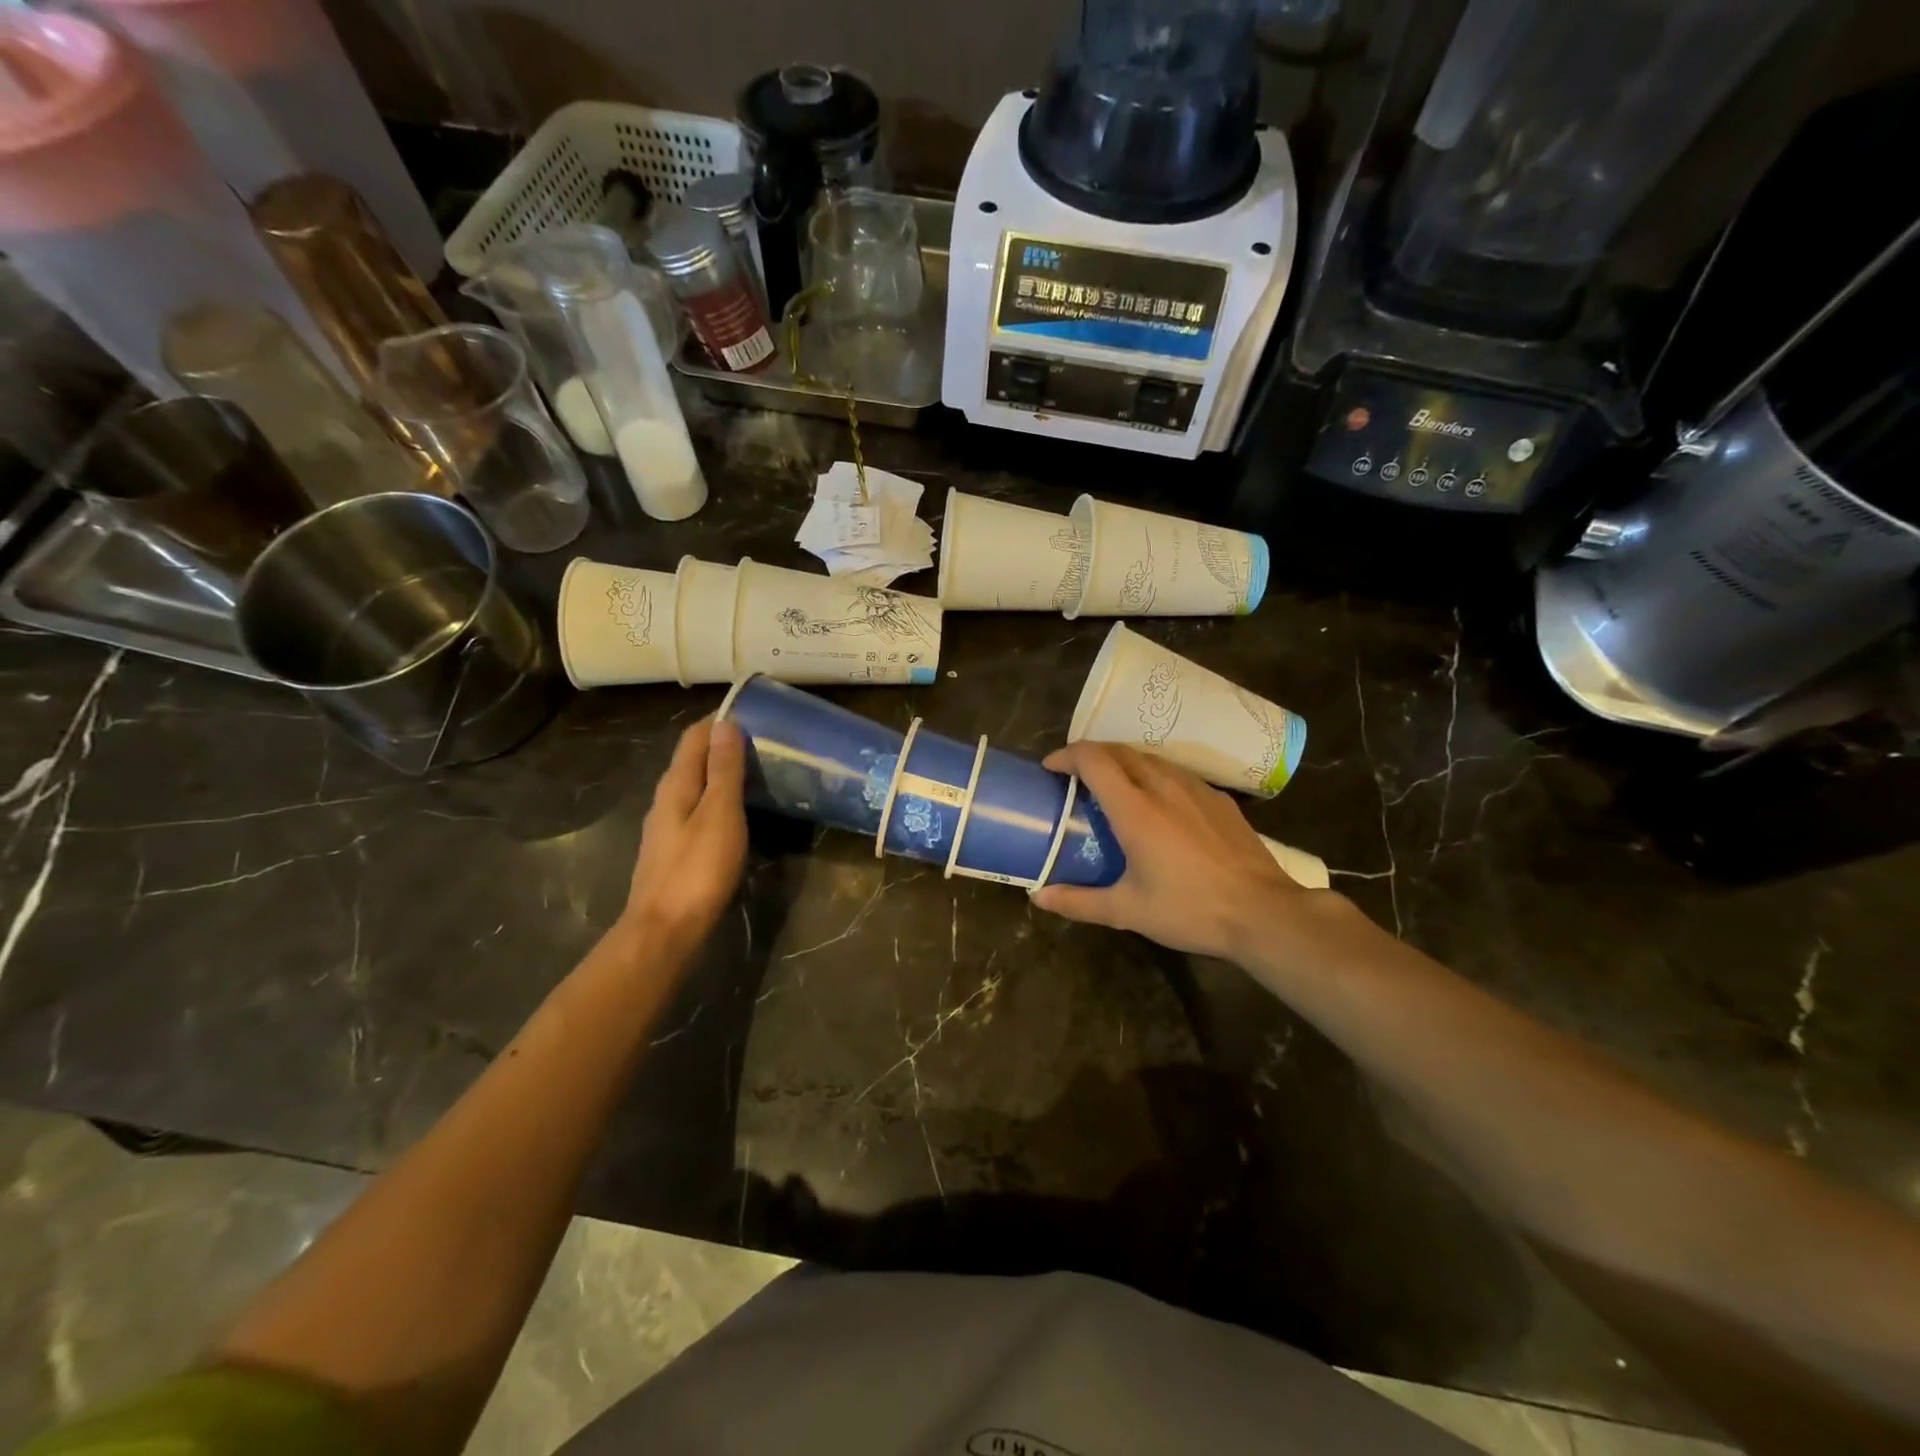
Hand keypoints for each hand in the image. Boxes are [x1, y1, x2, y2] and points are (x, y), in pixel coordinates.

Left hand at [623, 718, 747, 955]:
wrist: (665, 931)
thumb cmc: (697, 869)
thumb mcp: (720, 814)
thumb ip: (724, 770)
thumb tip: (726, 724)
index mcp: (676, 784)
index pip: (694, 736)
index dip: (720, 720)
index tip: (754, 713)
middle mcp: (666, 799)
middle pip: (693, 760)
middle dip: (723, 744)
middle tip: (763, 742)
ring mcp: (666, 827)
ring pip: (695, 786)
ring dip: (721, 774)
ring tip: (757, 773)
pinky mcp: (673, 851)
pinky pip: (697, 810)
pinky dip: (718, 800)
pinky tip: (737, 814)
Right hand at [1031, 742, 1332, 960]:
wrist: (1264, 913)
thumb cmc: (1190, 909)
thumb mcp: (1128, 911)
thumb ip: (1079, 902)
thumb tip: (1038, 897)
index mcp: (1134, 808)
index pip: (1093, 759)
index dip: (1066, 756)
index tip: (1050, 769)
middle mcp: (1162, 786)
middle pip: (1119, 750)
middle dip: (1090, 756)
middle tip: (1074, 778)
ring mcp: (1195, 788)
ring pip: (1150, 758)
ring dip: (1122, 763)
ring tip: (1112, 786)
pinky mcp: (1219, 798)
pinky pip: (1176, 773)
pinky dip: (1153, 775)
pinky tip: (1158, 803)